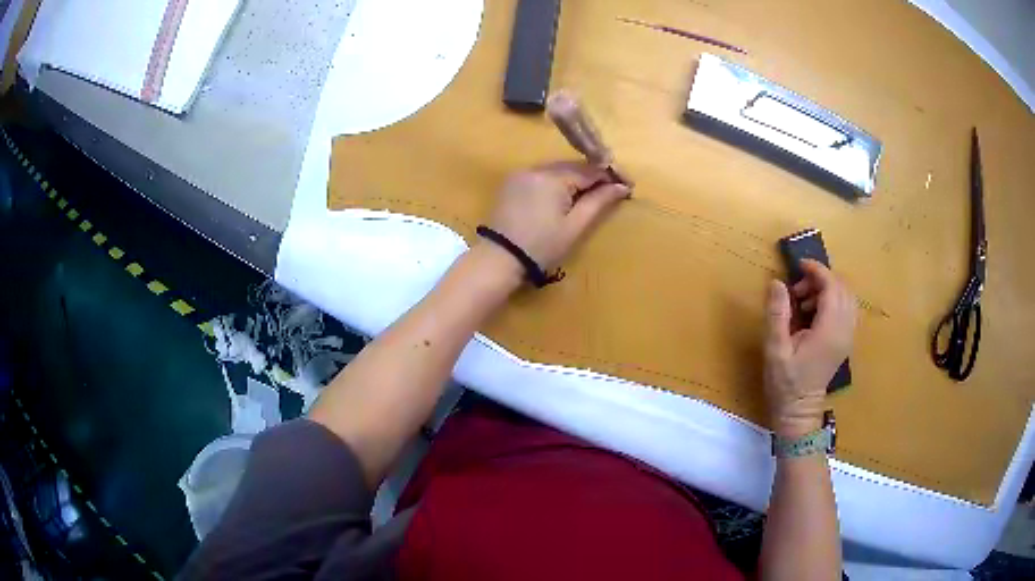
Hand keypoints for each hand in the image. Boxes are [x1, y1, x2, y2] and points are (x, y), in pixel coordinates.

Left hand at [483, 161, 630, 271]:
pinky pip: (542, 176)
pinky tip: (565, 196)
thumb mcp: (575, 226)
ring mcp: (521, 174)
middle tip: (614, 190)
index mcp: (553, 177)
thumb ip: (598, 202)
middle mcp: (536, 168)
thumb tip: (622, 186)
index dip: (611, 176)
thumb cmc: (542, 246)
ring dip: (575, 179)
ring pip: (557, 170)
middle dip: (594, 176)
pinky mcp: (512, 183)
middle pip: (573, 167)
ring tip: (592, 194)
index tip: (629, 185)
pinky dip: (557, 183)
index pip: (590, 169)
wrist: (499, 259)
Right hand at [764, 260, 856, 436]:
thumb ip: (778, 314)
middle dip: (821, 278)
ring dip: (828, 288)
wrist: (799, 411)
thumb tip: (778, 282)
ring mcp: (848, 336)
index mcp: (829, 331)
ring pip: (847, 296)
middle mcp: (844, 330)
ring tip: (804, 301)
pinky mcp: (846, 340)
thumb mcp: (775, 349)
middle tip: (797, 289)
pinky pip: (847, 308)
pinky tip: (814, 311)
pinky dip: (833, 299)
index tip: (798, 265)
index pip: (832, 287)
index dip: (817, 270)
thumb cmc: (785, 382)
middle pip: (843, 288)